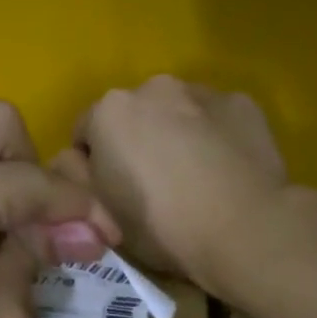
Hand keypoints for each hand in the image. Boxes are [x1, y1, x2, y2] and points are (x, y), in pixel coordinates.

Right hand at [56, 77, 285, 291]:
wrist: (245, 230)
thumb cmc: (160, 225)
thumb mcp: (97, 212)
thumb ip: (71, 177)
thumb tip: (71, 159)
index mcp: (109, 110)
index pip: (84, 134)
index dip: (91, 168)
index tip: (109, 198)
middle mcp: (154, 87)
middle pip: (132, 117)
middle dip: (135, 144)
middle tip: (152, 190)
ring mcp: (204, 91)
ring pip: (176, 114)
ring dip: (175, 137)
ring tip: (193, 181)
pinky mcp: (244, 104)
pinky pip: (216, 119)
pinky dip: (214, 137)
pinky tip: (225, 172)